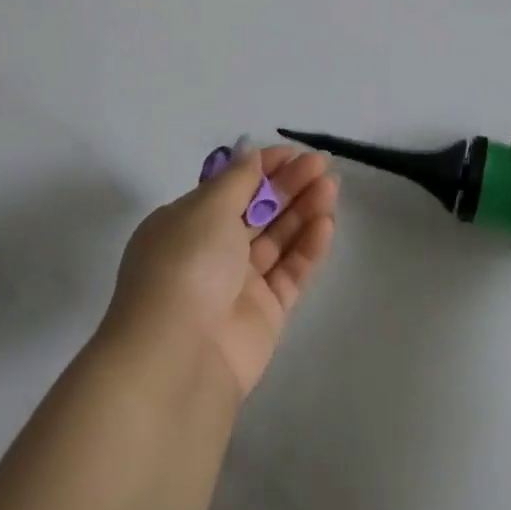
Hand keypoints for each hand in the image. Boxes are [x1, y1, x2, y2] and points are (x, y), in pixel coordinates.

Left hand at [106, 142, 337, 398]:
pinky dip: (308, 247)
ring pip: (277, 240)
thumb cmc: (187, 265)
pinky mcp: (265, 313)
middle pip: (256, 211)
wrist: (178, 356)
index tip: (293, 153)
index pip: (229, 188)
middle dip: (288, 186)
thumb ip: (237, 180)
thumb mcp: (207, 208)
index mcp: (185, 224)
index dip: (262, 169)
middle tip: (321, 165)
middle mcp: (210, 252)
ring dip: (303, 211)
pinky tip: (327, 224)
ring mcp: (238, 284)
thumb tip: (249, 153)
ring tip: (331, 188)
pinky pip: (290, 272)